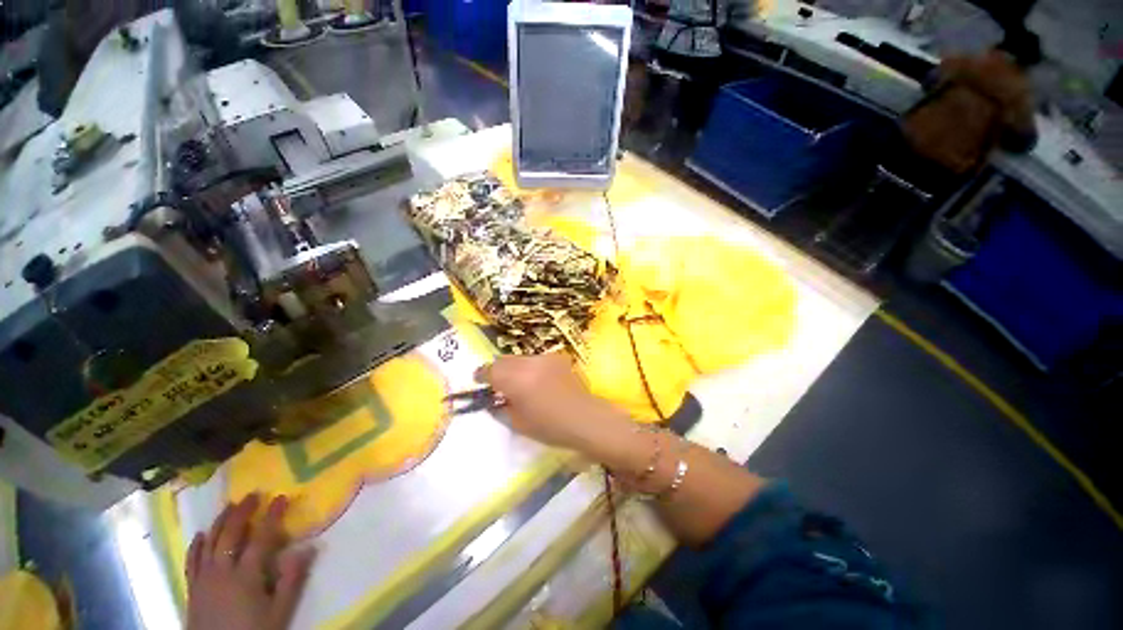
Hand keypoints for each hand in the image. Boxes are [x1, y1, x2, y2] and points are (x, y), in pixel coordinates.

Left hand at [186, 494, 314, 629]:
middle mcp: (222, 571)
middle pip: (230, 535)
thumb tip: (308, 547)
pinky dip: (196, 545)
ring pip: (209, 543)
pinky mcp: (192, 588)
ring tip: (229, 506)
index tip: (281, 498)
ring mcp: (203, 579)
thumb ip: (291, 580)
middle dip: (242, 512)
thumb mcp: (279, 612)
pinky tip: (201, 535)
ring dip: (220, 522)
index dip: (272, 516)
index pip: (261, 538)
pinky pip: (192, 561)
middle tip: (253, 495)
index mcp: (246, 576)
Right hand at [475, 353, 629, 454]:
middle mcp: (528, 363)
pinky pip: (536, 359)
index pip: (490, 370)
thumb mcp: (517, 423)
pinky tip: (538, 381)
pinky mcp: (557, 358)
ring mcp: (544, 358)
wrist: (584, 418)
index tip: (479, 382)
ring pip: (520, 358)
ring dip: (514, 368)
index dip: (481, 375)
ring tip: (519, 384)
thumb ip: (500, 408)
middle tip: (498, 384)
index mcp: (515, 379)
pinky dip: (530, 367)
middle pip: (504, 360)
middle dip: (497, 370)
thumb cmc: (549, 426)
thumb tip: (492, 400)